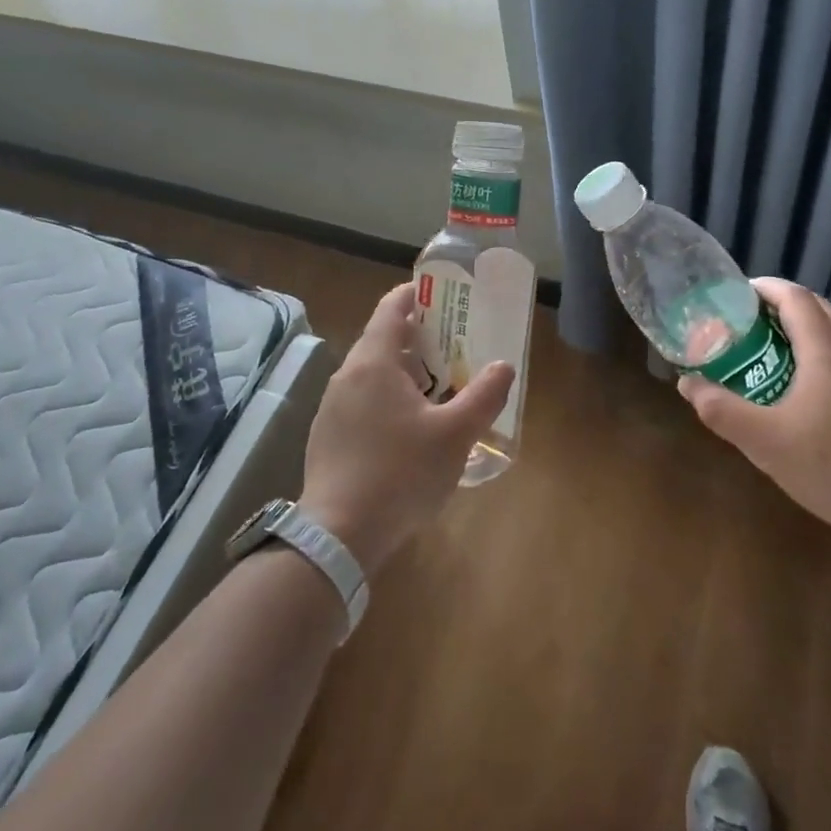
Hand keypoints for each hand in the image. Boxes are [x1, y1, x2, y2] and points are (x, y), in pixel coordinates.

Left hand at [300, 282, 514, 575]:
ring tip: (440, 390)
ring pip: (372, 373)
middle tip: (456, 348)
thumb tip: (504, 366)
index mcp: (374, 362)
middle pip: (384, 340)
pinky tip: (410, 430)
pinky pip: (362, 401)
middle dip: (420, 339)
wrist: (338, 535)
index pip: (392, 307)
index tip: (445, 298)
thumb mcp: (455, 435)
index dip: (417, 295)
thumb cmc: (401, 473)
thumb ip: (483, 396)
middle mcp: (347, 375)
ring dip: (405, 372)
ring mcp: (332, 407)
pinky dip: (387, 399)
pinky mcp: (327, 436)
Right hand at [678, 278, 830, 552]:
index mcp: (826, 352)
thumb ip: (721, 410)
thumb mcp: (765, 442)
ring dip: (799, 332)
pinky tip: (798, 393)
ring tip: (765, 354)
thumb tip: (688, 384)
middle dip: (779, 307)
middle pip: (816, 309)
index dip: (764, 288)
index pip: (795, 297)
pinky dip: (816, 357)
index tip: (733, 295)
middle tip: (744, 324)